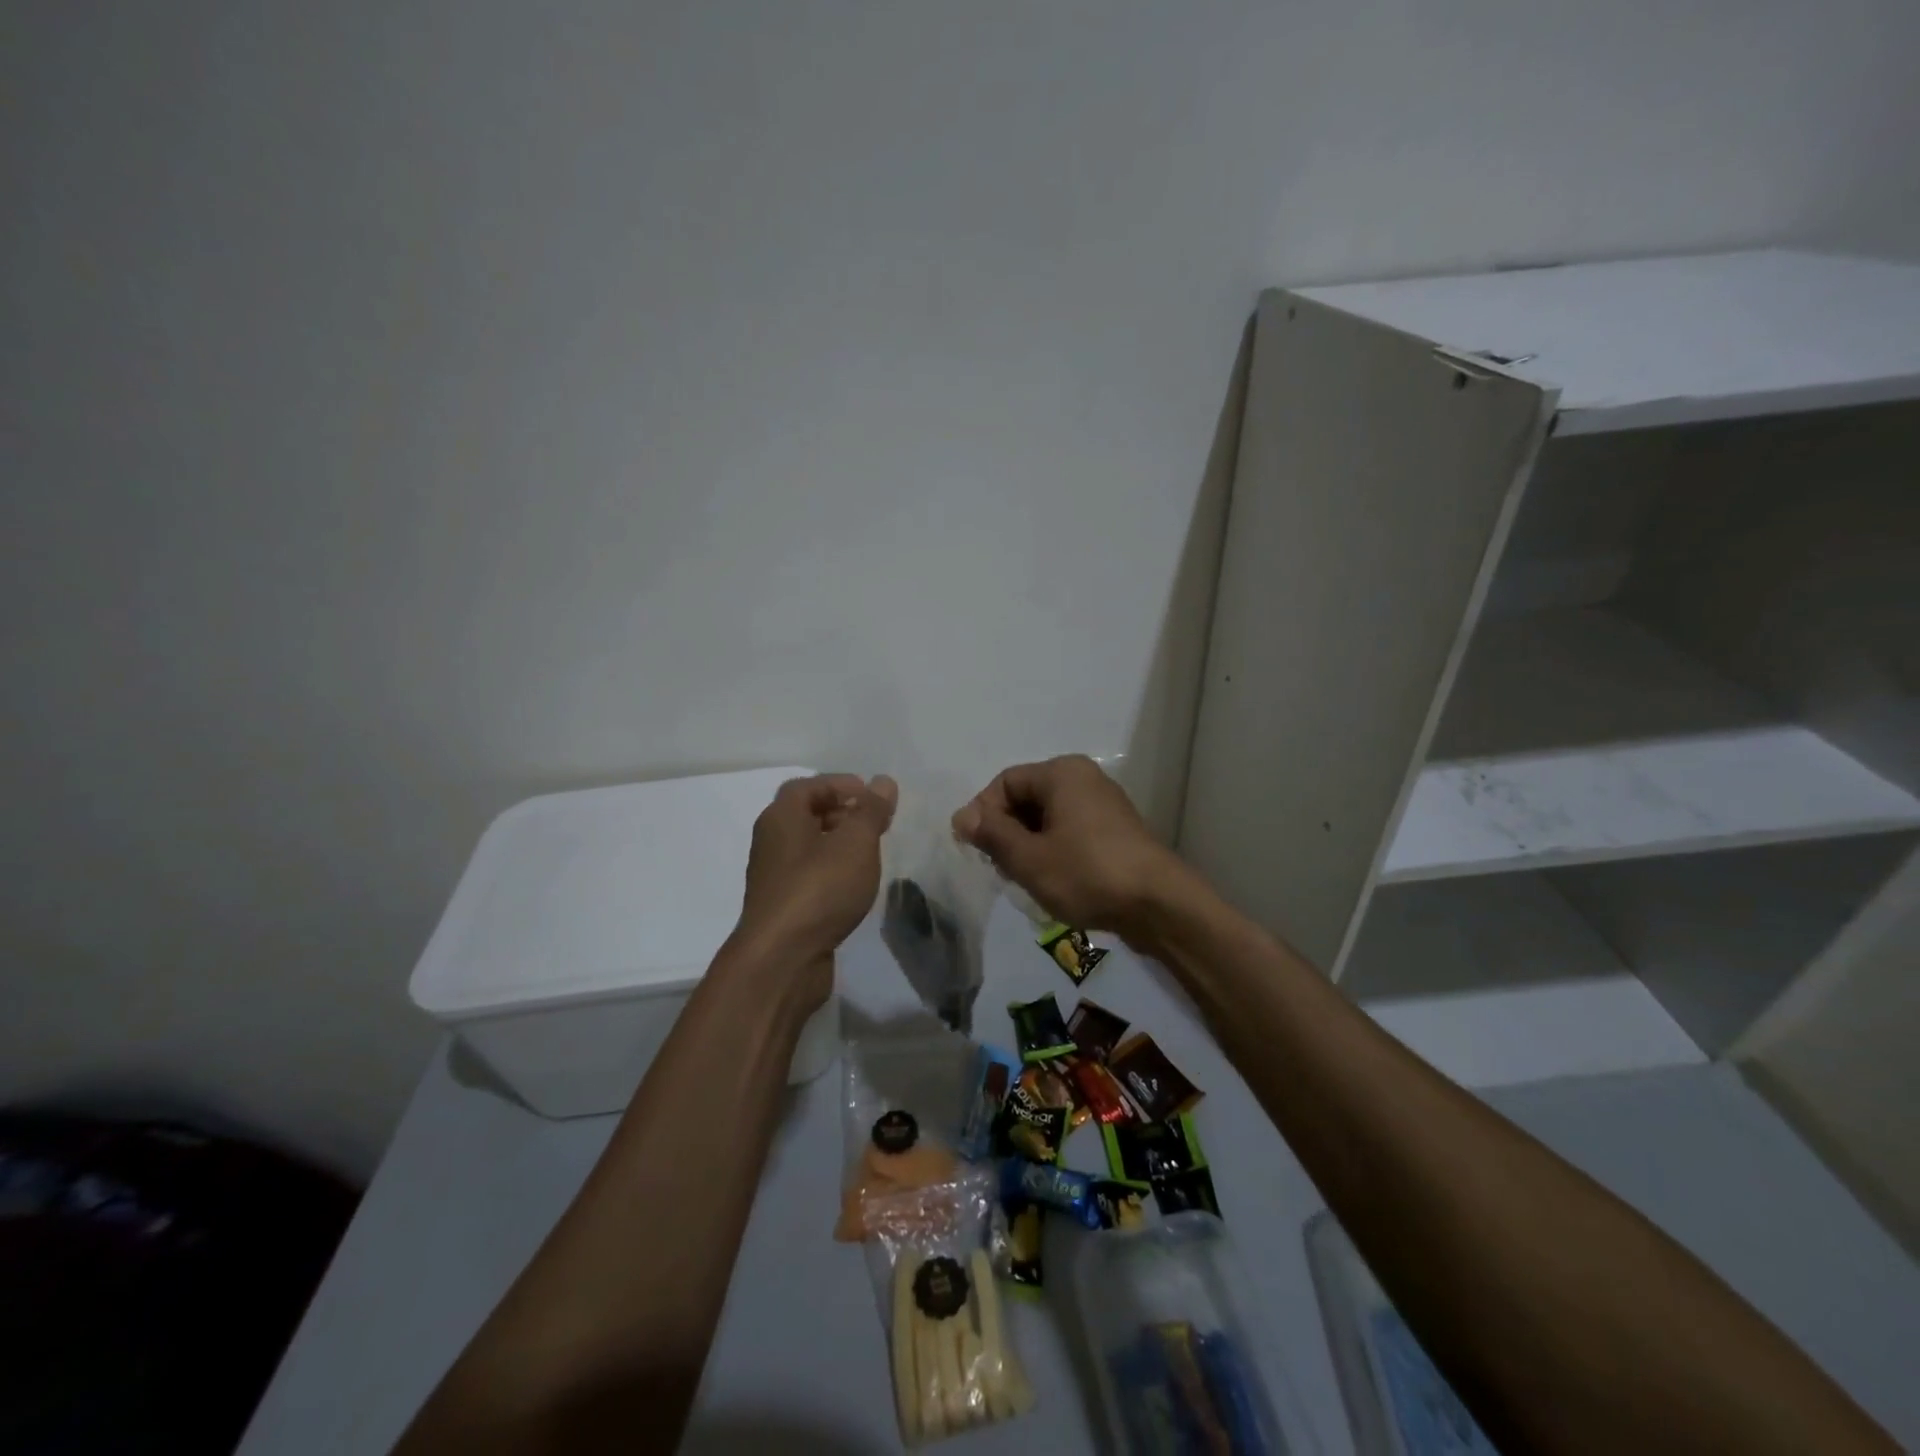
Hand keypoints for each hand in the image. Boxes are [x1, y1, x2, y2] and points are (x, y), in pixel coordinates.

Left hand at [731, 774, 897, 1006]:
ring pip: (808, 847)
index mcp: (781, 817)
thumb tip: (883, 781)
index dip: (840, 784)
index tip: (871, 795)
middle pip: (806, 814)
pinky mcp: (782, 907)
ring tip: (871, 853)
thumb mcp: (855, 843)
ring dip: (838, 844)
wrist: (782, 959)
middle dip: (842, 812)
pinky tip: (853, 886)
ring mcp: (774, 877)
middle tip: (876, 823)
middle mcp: (771, 842)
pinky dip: (831, 871)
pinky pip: (808, 876)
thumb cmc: (819, 889)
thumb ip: (871, 811)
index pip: (807, 786)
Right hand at [951, 755, 1185, 943]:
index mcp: (1061, 773)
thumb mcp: (1029, 858)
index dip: (984, 814)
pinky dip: (1053, 851)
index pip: (1004, 783)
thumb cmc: (1087, 874)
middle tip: (1001, 869)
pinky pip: (1070, 831)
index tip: (977, 851)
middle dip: (1006, 832)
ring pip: (1047, 818)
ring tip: (1026, 879)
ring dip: (1028, 846)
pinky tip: (1053, 882)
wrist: (1159, 905)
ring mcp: (1103, 804)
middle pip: (1026, 798)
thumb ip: (992, 834)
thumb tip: (962, 816)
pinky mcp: (1115, 830)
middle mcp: (1083, 778)